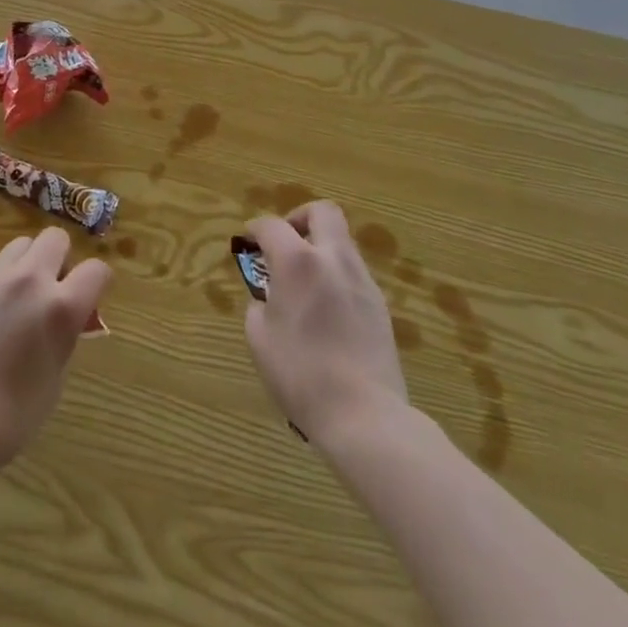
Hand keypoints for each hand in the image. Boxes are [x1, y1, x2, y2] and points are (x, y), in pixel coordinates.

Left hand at [0, 227, 111, 474]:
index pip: (96, 270)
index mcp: (61, 307)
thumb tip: (69, 320)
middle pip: (56, 238)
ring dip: (30, 262)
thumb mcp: (55, 377)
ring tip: (21, 297)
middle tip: (54, 291)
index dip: (98, 283)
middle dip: (62, 259)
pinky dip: (2, 280)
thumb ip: (66, 335)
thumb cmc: (12, 416)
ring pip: (22, 244)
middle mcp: (30, 281)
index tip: (90, 300)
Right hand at [243, 202, 407, 445]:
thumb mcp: (259, 338)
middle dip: (299, 217)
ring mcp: (362, 279)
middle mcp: (333, 259)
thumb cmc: (301, 374)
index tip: (248, 241)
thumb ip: (259, 305)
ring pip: (341, 241)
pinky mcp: (379, 303)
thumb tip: (269, 297)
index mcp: (298, 262)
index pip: (272, 226)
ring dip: (320, 248)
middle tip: (285, 242)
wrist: (364, 414)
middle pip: (322, 211)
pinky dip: (335, 275)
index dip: (255, 229)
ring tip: (304, 281)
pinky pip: (353, 271)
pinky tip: (325, 308)